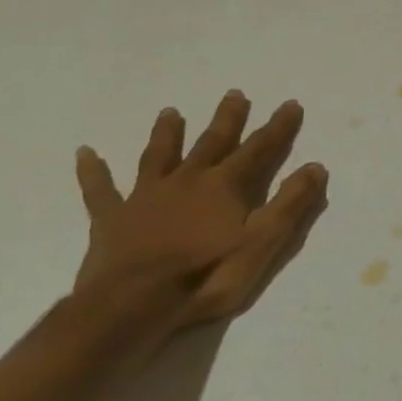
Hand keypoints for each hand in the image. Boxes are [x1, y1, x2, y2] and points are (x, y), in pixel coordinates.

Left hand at [73, 91, 328, 328]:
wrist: (133, 306)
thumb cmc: (206, 276)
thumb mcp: (263, 242)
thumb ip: (290, 203)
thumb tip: (316, 166)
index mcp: (225, 186)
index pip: (259, 149)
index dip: (278, 127)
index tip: (290, 104)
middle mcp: (187, 181)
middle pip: (211, 143)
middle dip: (227, 119)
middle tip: (235, 94)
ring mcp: (146, 198)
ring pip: (159, 157)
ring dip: (167, 134)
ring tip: (170, 112)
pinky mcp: (112, 220)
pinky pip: (100, 190)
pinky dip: (94, 172)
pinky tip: (86, 153)